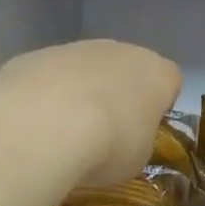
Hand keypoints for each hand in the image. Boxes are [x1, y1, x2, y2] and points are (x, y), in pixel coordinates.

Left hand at [0, 40, 180, 205]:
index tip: (144, 129)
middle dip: (117, 94)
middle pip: (125, 68)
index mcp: (157, 73)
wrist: (44, 124)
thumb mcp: (138, 157)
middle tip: (105, 132)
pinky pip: (49, 76)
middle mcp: (120, 50)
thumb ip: (138, 139)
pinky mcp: (35, 54)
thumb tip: (124, 138)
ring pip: (84, 69)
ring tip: (63, 131)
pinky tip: (34, 123)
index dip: (159, 105)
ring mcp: (75, 48)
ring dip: (79, 92)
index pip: (170, 81)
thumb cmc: (109, 145)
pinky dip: (45, 95)